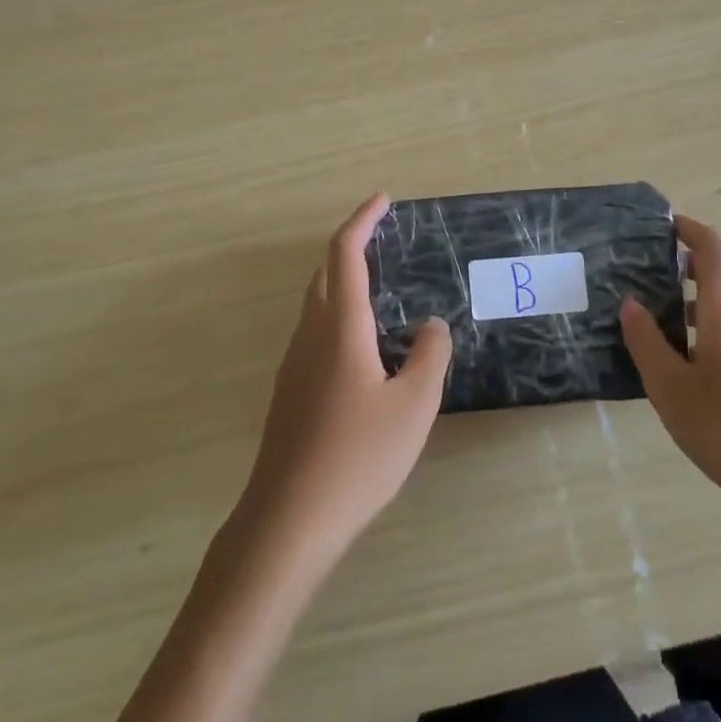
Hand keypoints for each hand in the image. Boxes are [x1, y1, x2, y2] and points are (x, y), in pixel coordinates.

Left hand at [234, 193, 452, 570]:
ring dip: (343, 285)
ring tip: (381, 294)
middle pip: (323, 275)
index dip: (361, 221)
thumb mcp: (414, 406)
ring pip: (316, 306)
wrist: (289, 520)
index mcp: (340, 328)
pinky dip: (338, 318)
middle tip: (384, 243)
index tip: (382, 201)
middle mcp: (310, 336)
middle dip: (351, 248)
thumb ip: (429, 356)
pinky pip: (314, 336)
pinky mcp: (289, 394)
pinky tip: (363, 352)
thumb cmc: (358, 457)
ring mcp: (294, 366)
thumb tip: (431, 325)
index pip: (345, 255)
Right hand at [619, 215, 720, 537]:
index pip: (712, 249)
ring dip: (702, 290)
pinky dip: (712, 317)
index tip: (661, 225)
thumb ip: (647, 340)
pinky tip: (687, 350)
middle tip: (653, 264)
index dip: (689, 230)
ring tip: (662, 306)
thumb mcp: (669, 385)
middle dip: (694, 257)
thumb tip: (631, 303)